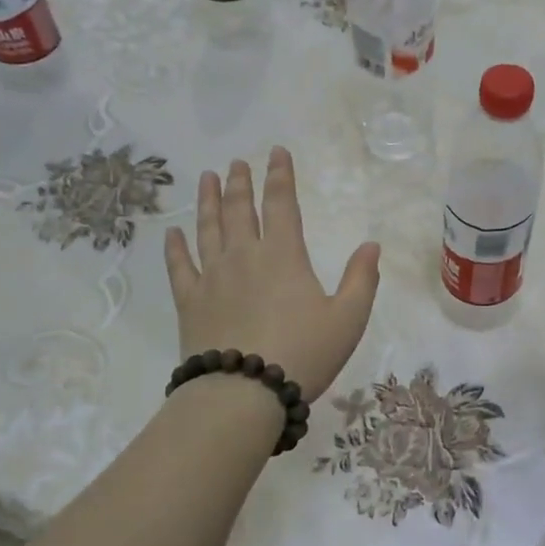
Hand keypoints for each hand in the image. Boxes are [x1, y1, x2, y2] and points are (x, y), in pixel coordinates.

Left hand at [163, 147, 380, 402]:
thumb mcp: (348, 319)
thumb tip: (371, 245)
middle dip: (241, 183)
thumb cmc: (303, 354)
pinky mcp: (190, 302)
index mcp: (284, 256)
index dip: (280, 175)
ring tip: (208, 179)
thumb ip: (361, 279)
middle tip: (237, 162)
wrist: (243, 393)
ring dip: (209, 201)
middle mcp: (245, 256)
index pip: (282, 204)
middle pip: (241, 210)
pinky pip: (180, 266)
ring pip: (208, 229)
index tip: (276, 152)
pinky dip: (175, 247)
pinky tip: (173, 232)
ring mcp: (212, 277)